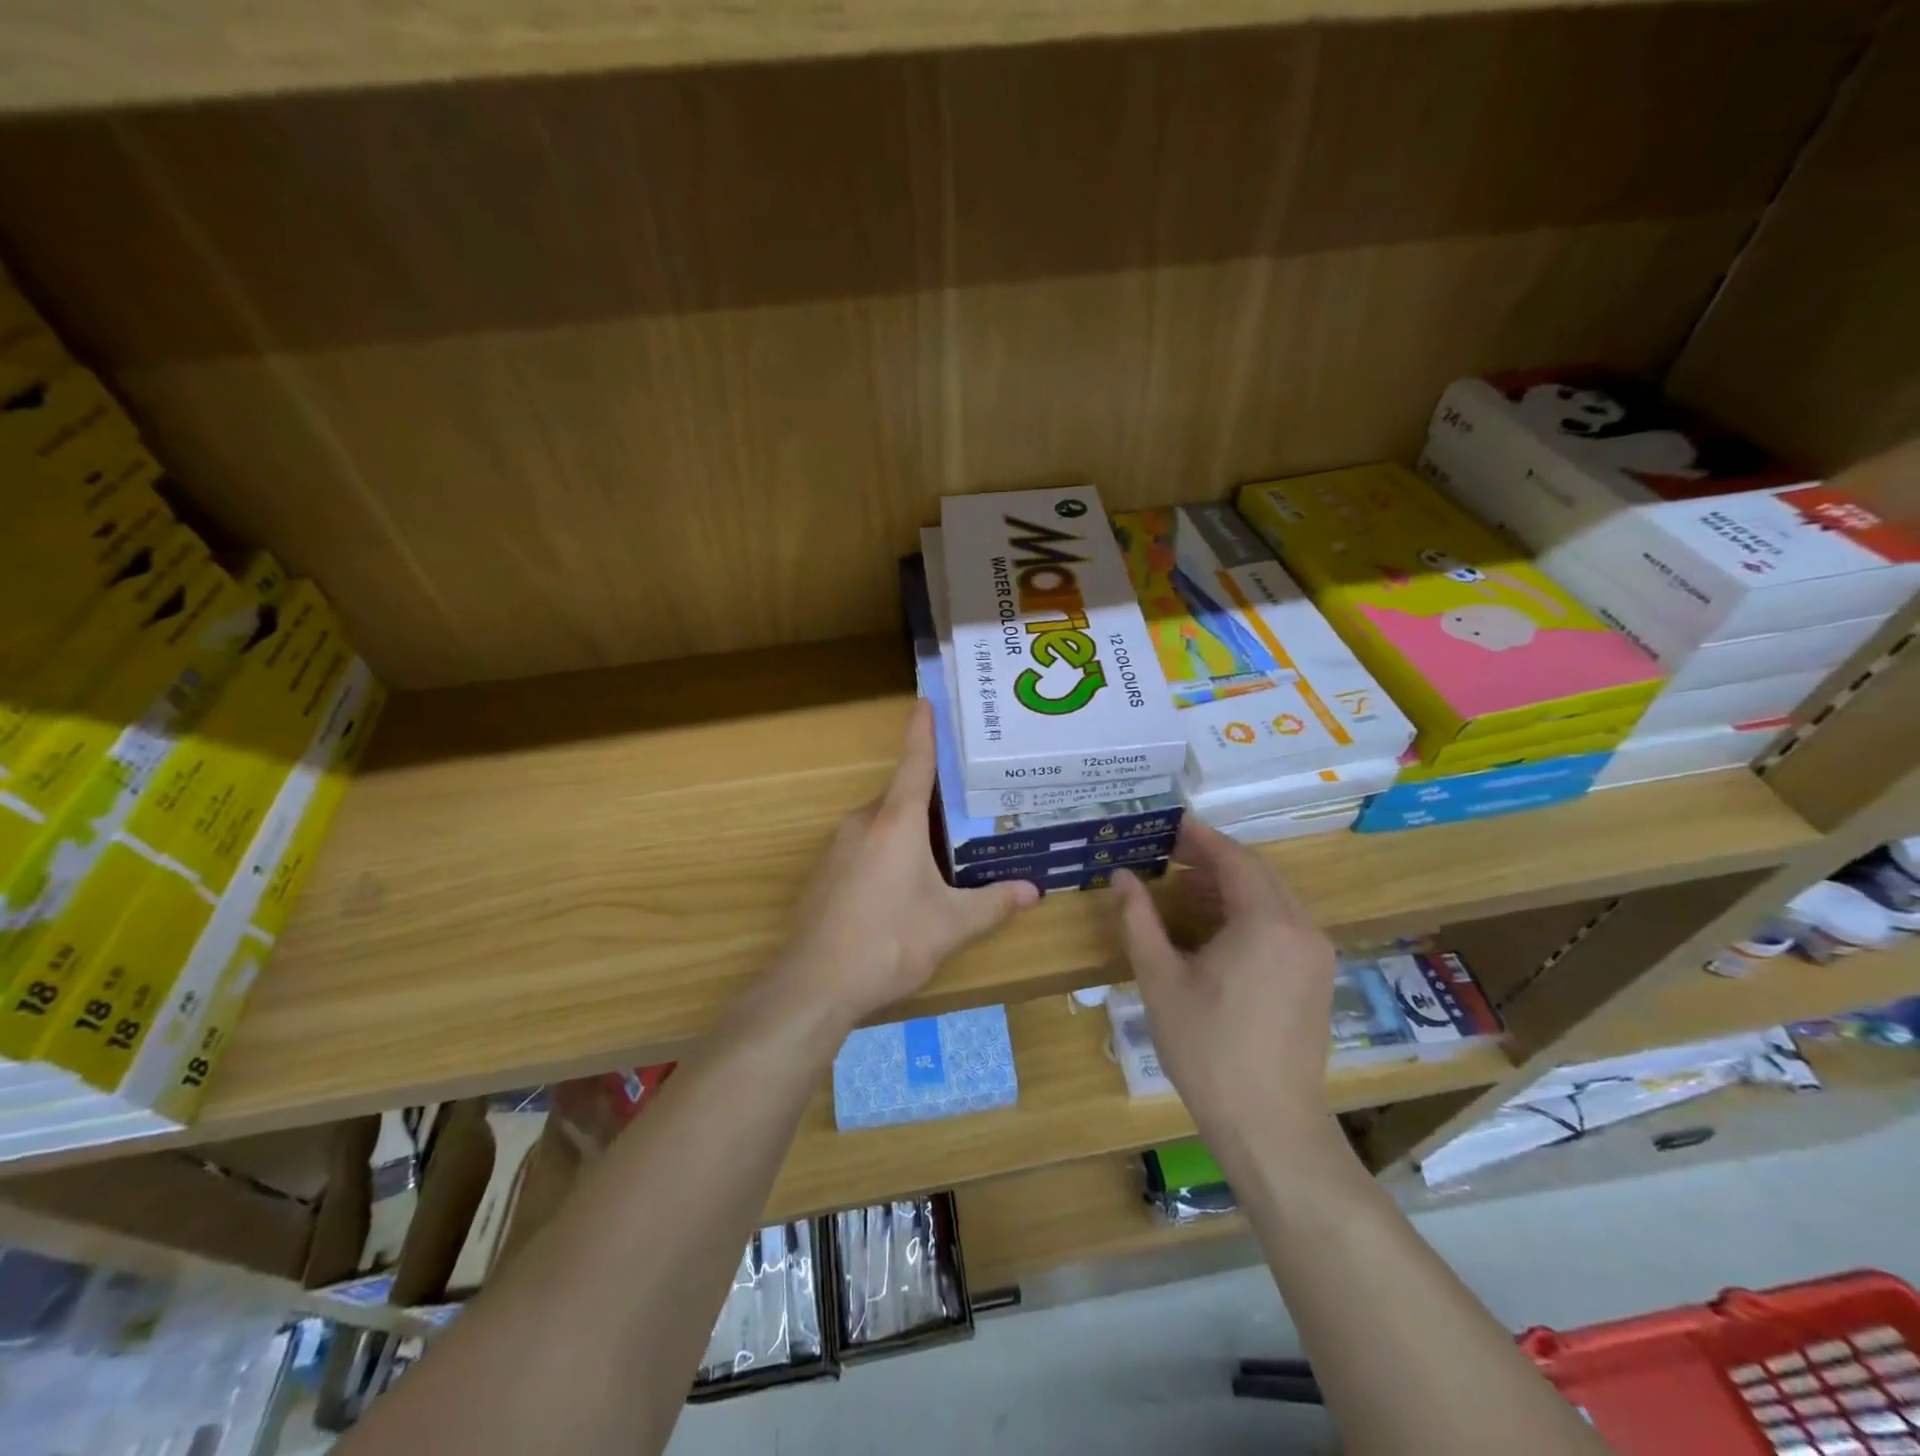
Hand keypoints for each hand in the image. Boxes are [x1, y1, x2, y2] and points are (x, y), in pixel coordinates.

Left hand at [771, 700, 1038, 1030]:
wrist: (813, 984)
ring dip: (912, 828)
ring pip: (884, 823)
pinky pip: (866, 844)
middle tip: (968, 798)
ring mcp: (839, 846)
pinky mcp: (826, 871)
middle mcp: (864, 823)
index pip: (914, 763)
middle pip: (902, 796)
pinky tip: (907, 881)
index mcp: (896, 823)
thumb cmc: (888, 943)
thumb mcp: (950, 925)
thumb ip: (993, 904)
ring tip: (946, 845)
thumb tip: (1034, 892)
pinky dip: (890, 848)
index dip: (923, 731)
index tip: (924, 701)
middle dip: (932, 796)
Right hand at [1114, 820, 1337, 1143]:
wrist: (1271, 1126)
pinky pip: (1282, 923)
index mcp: (1267, 922)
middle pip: (1257, 872)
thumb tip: (1121, 877)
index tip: (1168, 823)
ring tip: (1182, 886)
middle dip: (1213, 857)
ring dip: (1229, 884)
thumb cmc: (1208, 1049)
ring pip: (1272, 897)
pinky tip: (1213, 926)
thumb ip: (1139, 921)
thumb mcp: (1161, 980)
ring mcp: (1315, 954)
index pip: (1234, 858)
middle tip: (1169, 852)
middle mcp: (1301, 928)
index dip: (1200, 837)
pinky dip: (1247, 910)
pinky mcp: (1316, 977)